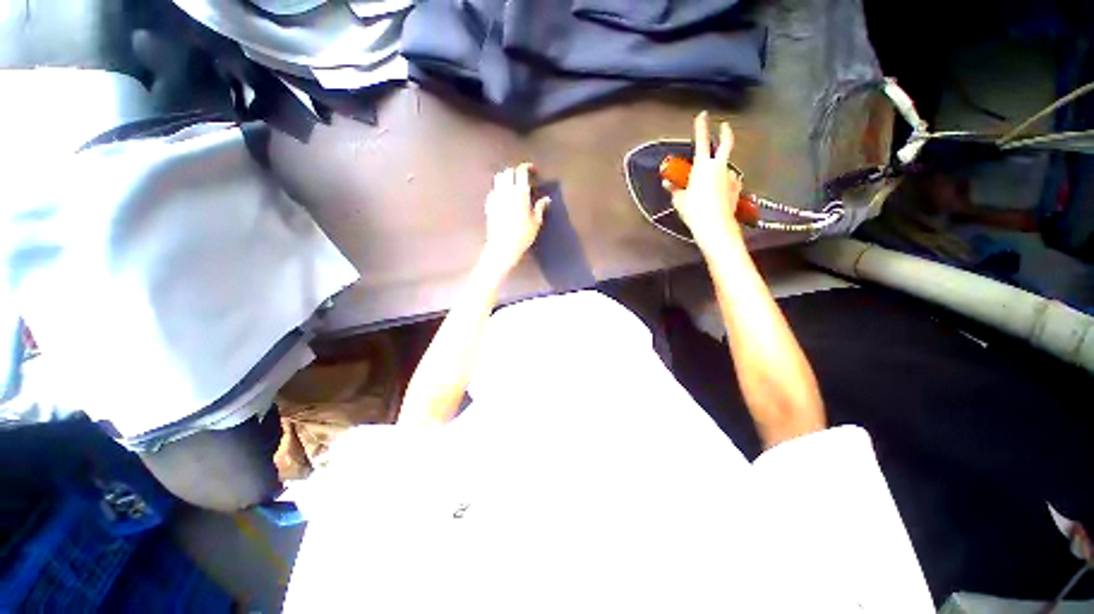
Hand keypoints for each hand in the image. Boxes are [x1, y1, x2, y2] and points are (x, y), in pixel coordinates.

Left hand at [480, 163, 550, 276]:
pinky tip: (503, 196)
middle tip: (522, 177)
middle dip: (515, 171)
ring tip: (512, 183)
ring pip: (498, 178)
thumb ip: (540, 208)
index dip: (526, 167)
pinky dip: (498, 188)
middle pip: (508, 172)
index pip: (521, 172)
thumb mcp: (536, 222)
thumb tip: (546, 199)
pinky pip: (493, 190)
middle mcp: (506, 191)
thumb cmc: (523, 235)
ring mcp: (495, 197)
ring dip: (506, 177)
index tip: (531, 169)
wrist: (503, 245)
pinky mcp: (489, 204)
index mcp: (520, 193)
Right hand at [663, 112, 742, 249]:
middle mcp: (719, 166)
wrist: (715, 225)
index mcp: (702, 166)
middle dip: (725, 132)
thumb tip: (667, 183)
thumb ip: (674, 189)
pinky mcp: (737, 187)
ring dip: (720, 169)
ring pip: (726, 167)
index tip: (703, 114)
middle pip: (726, 144)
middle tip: (724, 126)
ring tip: (712, 182)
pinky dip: (725, 182)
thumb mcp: (680, 200)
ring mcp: (730, 176)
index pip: (701, 141)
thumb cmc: (694, 210)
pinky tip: (720, 192)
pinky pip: (730, 181)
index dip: (701, 126)